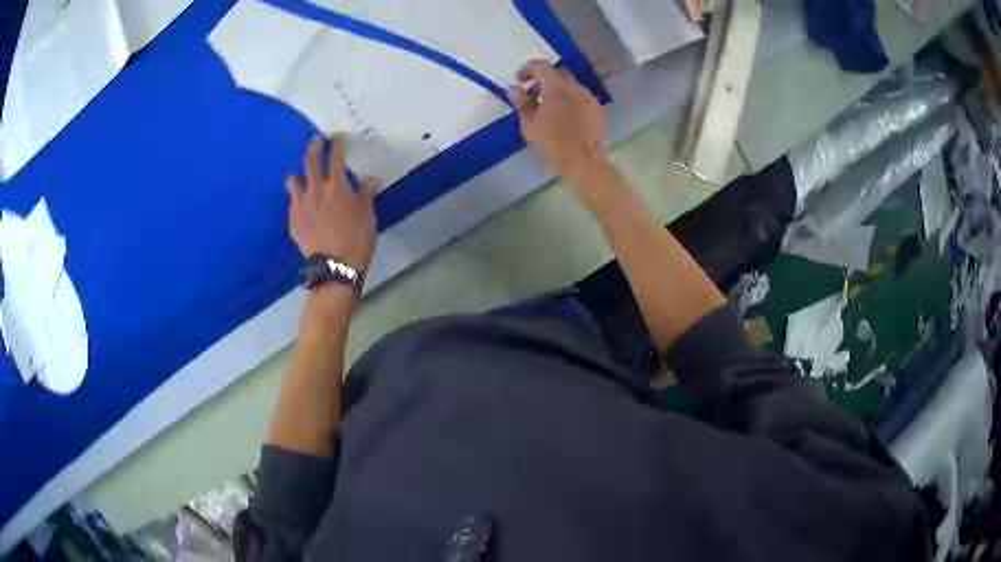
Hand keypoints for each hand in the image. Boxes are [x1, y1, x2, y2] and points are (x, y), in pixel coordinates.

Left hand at [287, 134, 378, 273]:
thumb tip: (371, 179)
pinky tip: (303, 207)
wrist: (334, 267)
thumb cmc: (356, 240)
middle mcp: (315, 191)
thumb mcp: (368, 216)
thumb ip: (366, 195)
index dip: (337, 144)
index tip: (338, 137)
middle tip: (316, 141)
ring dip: (298, 175)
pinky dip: (298, 200)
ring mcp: (301, 206)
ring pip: (293, 181)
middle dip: (314, 148)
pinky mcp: (293, 221)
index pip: (336, 157)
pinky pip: (293, 204)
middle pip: (311, 162)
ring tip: (302, 177)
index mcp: (337, 187)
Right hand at [507, 60, 608, 185]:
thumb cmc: (553, 144)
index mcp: (557, 87)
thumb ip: (522, 103)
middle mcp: (576, 88)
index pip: (541, 66)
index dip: (527, 70)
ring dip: (558, 90)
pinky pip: (581, 98)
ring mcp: (590, 98)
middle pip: (558, 73)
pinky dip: (570, 100)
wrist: (585, 163)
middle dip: (544, 79)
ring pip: (571, 85)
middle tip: (533, 95)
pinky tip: (565, 117)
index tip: (519, 81)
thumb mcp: (529, 125)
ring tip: (548, 108)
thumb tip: (515, 89)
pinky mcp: (598, 111)